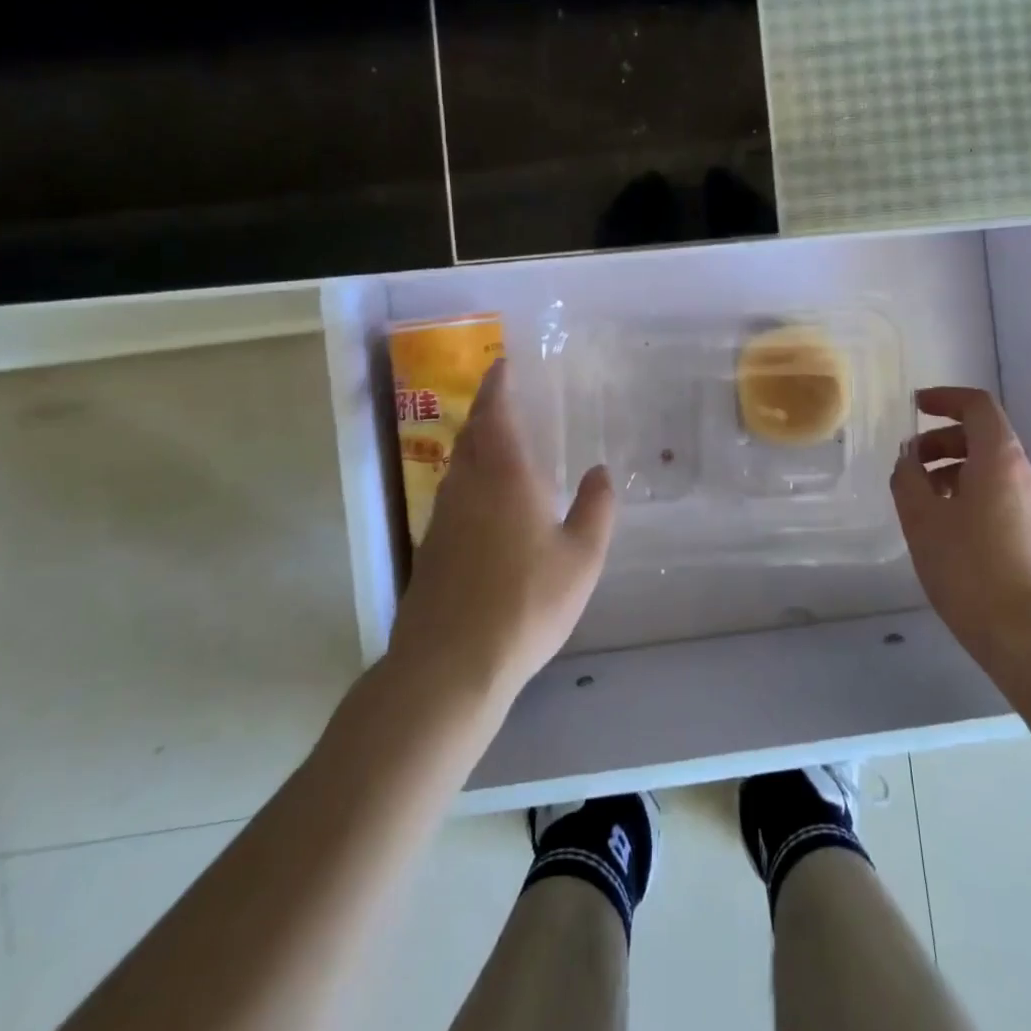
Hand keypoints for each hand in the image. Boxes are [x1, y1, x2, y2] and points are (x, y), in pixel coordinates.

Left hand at [389, 360, 614, 701]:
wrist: (450, 664)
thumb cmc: (525, 603)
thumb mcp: (581, 558)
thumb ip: (595, 509)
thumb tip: (600, 471)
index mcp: (504, 476)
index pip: (496, 414)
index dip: (498, 386)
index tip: (502, 365)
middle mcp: (466, 486)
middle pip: (472, 434)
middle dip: (486, 411)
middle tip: (505, 399)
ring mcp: (442, 518)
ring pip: (458, 465)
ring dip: (476, 445)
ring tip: (499, 444)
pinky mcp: (430, 549)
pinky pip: (453, 495)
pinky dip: (469, 480)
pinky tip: (486, 503)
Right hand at [890, 387, 1030, 669]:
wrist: (1029, 638)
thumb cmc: (969, 568)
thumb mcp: (922, 519)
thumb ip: (908, 478)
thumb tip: (908, 459)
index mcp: (1001, 459)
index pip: (978, 406)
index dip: (946, 398)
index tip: (915, 406)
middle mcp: (1027, 475)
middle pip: (985, 438)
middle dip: (943, 441)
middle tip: (910, 465)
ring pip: (993, 471)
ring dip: (955, 472)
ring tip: (924, 502)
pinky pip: (1003, 498)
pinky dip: (972, 496)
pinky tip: (949, 531)